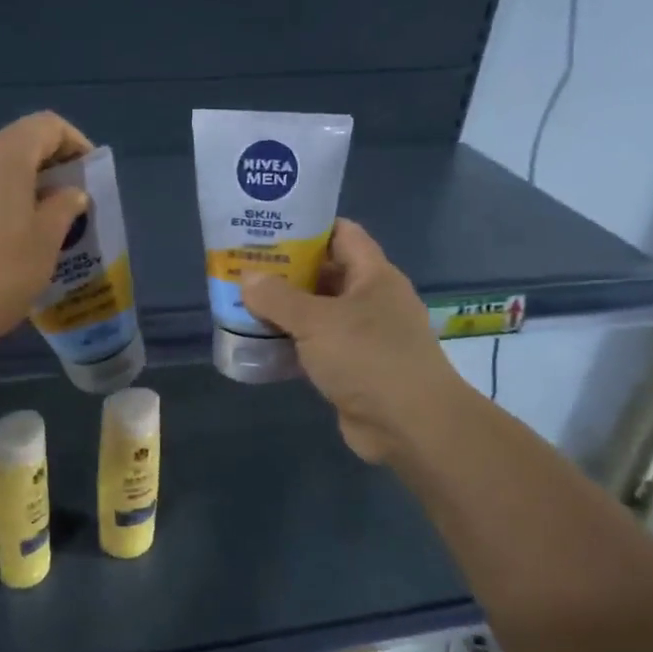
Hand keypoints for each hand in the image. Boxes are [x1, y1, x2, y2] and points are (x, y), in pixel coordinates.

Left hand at [0, 112, 93, 351]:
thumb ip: (64, 208)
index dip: (75, 144)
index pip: (47, 126)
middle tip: (69, 204)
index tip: (89, 176)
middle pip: (17, 143)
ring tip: (38, 224)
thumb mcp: (45, 243)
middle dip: (48, 167)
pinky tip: (2, 237)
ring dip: (20, 185)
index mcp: (2, 154)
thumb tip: (69, 193)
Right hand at [240, 219, 465, 464]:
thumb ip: (278, 297)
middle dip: (286, 270)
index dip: (307, 225)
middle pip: (325, 273)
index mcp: (374, 276)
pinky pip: (316, 346)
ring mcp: (364, 336)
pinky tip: (258, 343)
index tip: (268, 227)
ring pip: (317, 312)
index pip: (342, 233)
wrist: (410, 425)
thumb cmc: (368, 358)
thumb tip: (248, 278)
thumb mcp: (316, 321)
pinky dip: (290, 343)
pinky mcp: (353, 367)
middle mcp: (371, 300)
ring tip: (242, 302)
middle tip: (243, 266)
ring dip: (284, 310)